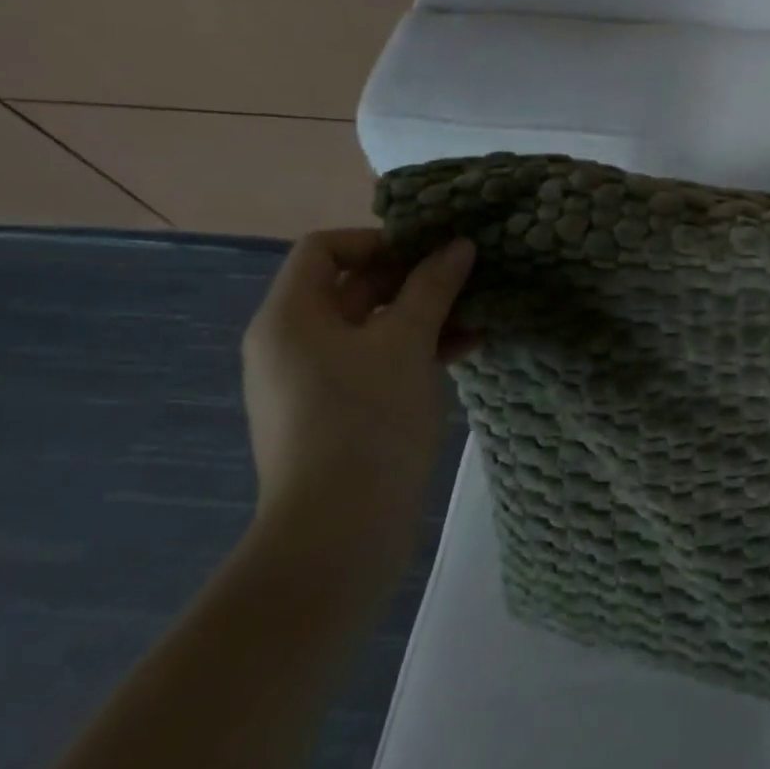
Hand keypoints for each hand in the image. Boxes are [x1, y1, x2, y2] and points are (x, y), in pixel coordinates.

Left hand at [239, 228, 476, 580]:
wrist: (340, 528)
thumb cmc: (366, 417)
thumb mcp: (406, 341)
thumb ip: (433, 287)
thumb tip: (459, 245)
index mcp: (291, 317)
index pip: (324, 249)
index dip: (377, 241)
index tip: (429, 252)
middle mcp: (294, 343)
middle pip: (352, 286)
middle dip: (412, 277)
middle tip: (465, 276)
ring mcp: (316, 381)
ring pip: (372, 326)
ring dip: (424, 313)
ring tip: (477, 311)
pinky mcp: (340, 411)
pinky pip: (378, 361)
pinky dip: (417, 349)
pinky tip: (466, 347)